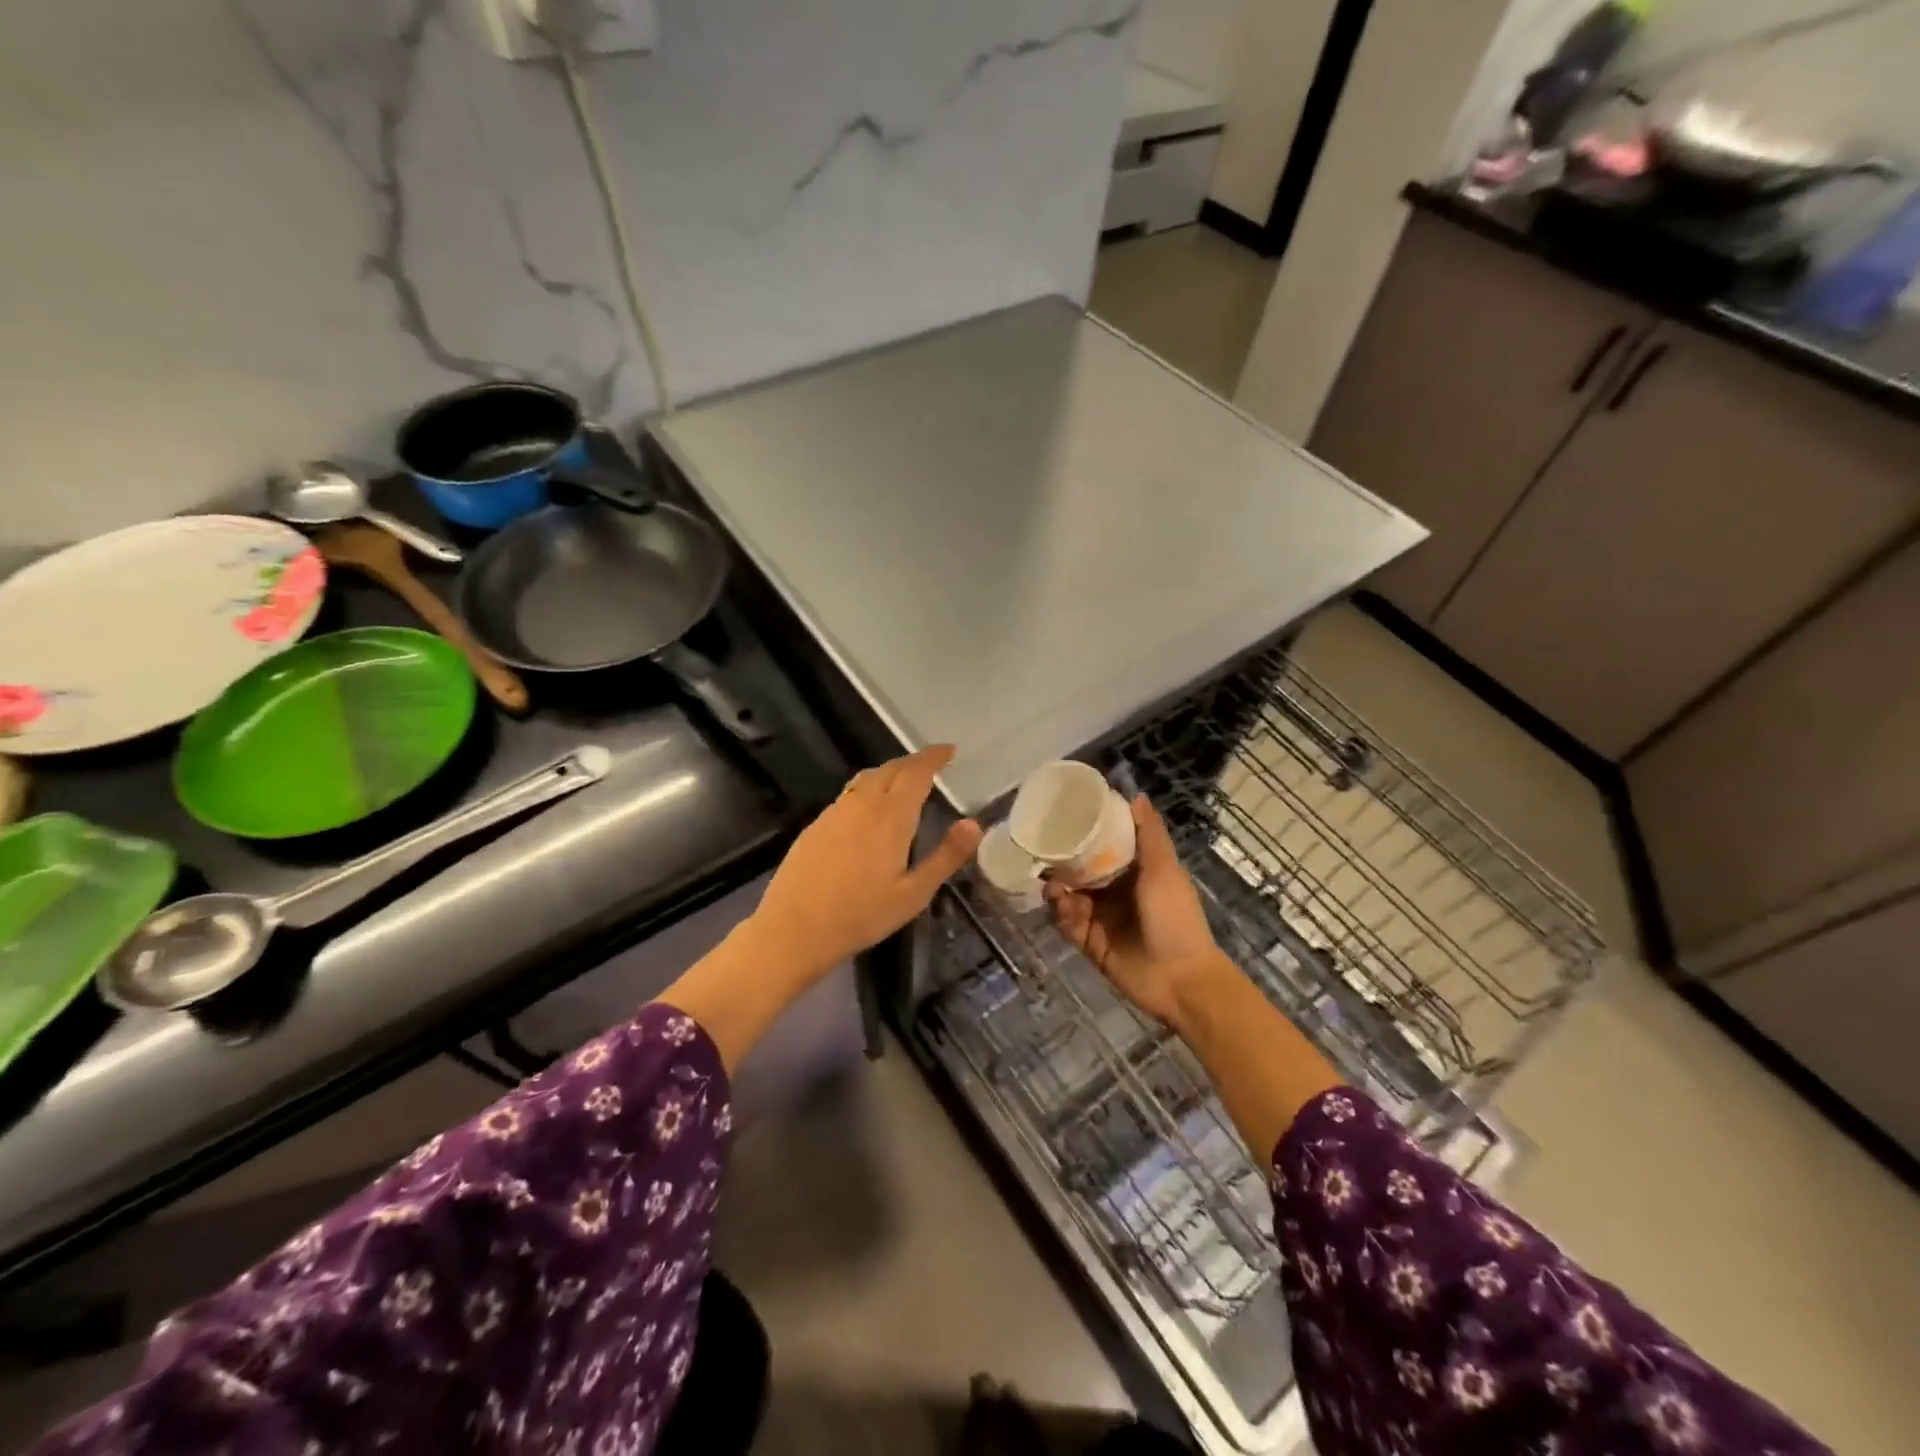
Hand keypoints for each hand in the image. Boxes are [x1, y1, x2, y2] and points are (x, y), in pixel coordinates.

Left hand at [750, 745, 982, 981]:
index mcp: (891, 815)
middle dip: (914, 763)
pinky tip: (868, 812)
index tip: (950, 750)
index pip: (917, 771)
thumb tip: (973, 824)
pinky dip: (868, 790)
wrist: (794, 928)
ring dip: (889, 773)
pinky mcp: (816, 825)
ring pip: (867, 779)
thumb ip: (946, 856)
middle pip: (891, 769)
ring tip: (903, 784)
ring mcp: (835, 812)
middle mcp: (862, 803)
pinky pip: (849, 795)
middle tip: (932, 766)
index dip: (934, 756)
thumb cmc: (861, 914)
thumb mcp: (914, 893)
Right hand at [1045, 795, 1230, 1027]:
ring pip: (1069, 896)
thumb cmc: (1175, 918)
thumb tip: (1136, 795)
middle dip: (1062, 863)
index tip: (1064, 817)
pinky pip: (1067, 924)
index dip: (1085, 833)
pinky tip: (1061, 907)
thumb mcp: (1164, 870)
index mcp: (1135, 872)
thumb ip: (1149, 835)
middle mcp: (1115, 892)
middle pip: (1080, 871)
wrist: (1180, 979)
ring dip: (1058, 889)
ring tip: (1053, 886)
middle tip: (1043, 854)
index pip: (1104, 846)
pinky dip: (1061, 914)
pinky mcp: (1089, 943)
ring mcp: (1100, 919)